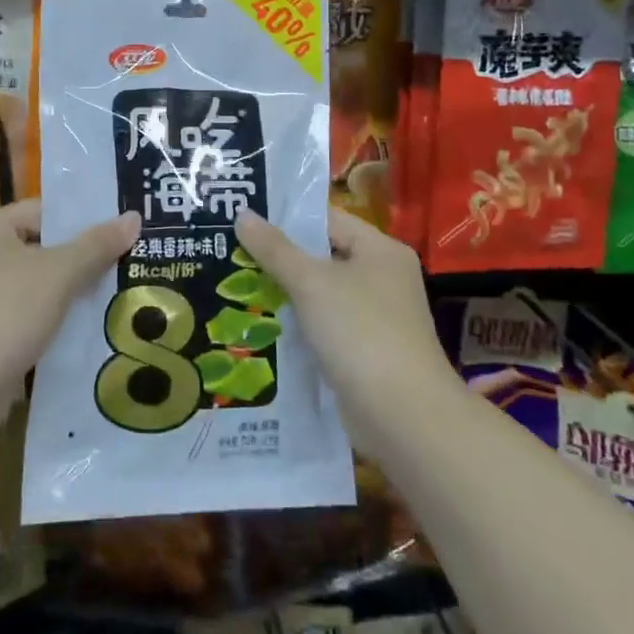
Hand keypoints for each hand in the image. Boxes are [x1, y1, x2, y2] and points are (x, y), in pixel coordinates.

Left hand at [0, 199, 139, 399]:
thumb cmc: (5, 314)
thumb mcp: (58, 273)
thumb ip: (97, 245)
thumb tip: (134, 217)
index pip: (47, 211)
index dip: (86, 220)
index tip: (126, 231)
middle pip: (46, 248)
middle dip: (86, 259)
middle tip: (132, 262)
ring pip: (41, 285)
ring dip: (75, 293)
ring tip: (122, 294)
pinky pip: (33, 316)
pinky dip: (58, 320)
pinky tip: (94, 328)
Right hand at [233, 207, 462, 459]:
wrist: (402, 418)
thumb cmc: (361, 332)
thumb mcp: (312, 283)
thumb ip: (275, 249)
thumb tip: (243, 215)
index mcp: (380, 250)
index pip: (328, 220)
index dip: (287, 217)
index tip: (245, 216)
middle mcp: (383, 278)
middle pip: (323, 257)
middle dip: (280, 258)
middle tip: (231, 250)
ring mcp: (376, 318)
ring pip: (321, 295)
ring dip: (285, 294)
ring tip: (234, 285)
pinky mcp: (364, 353)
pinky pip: (324, 327)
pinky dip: (298, 326)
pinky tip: (259, 325)